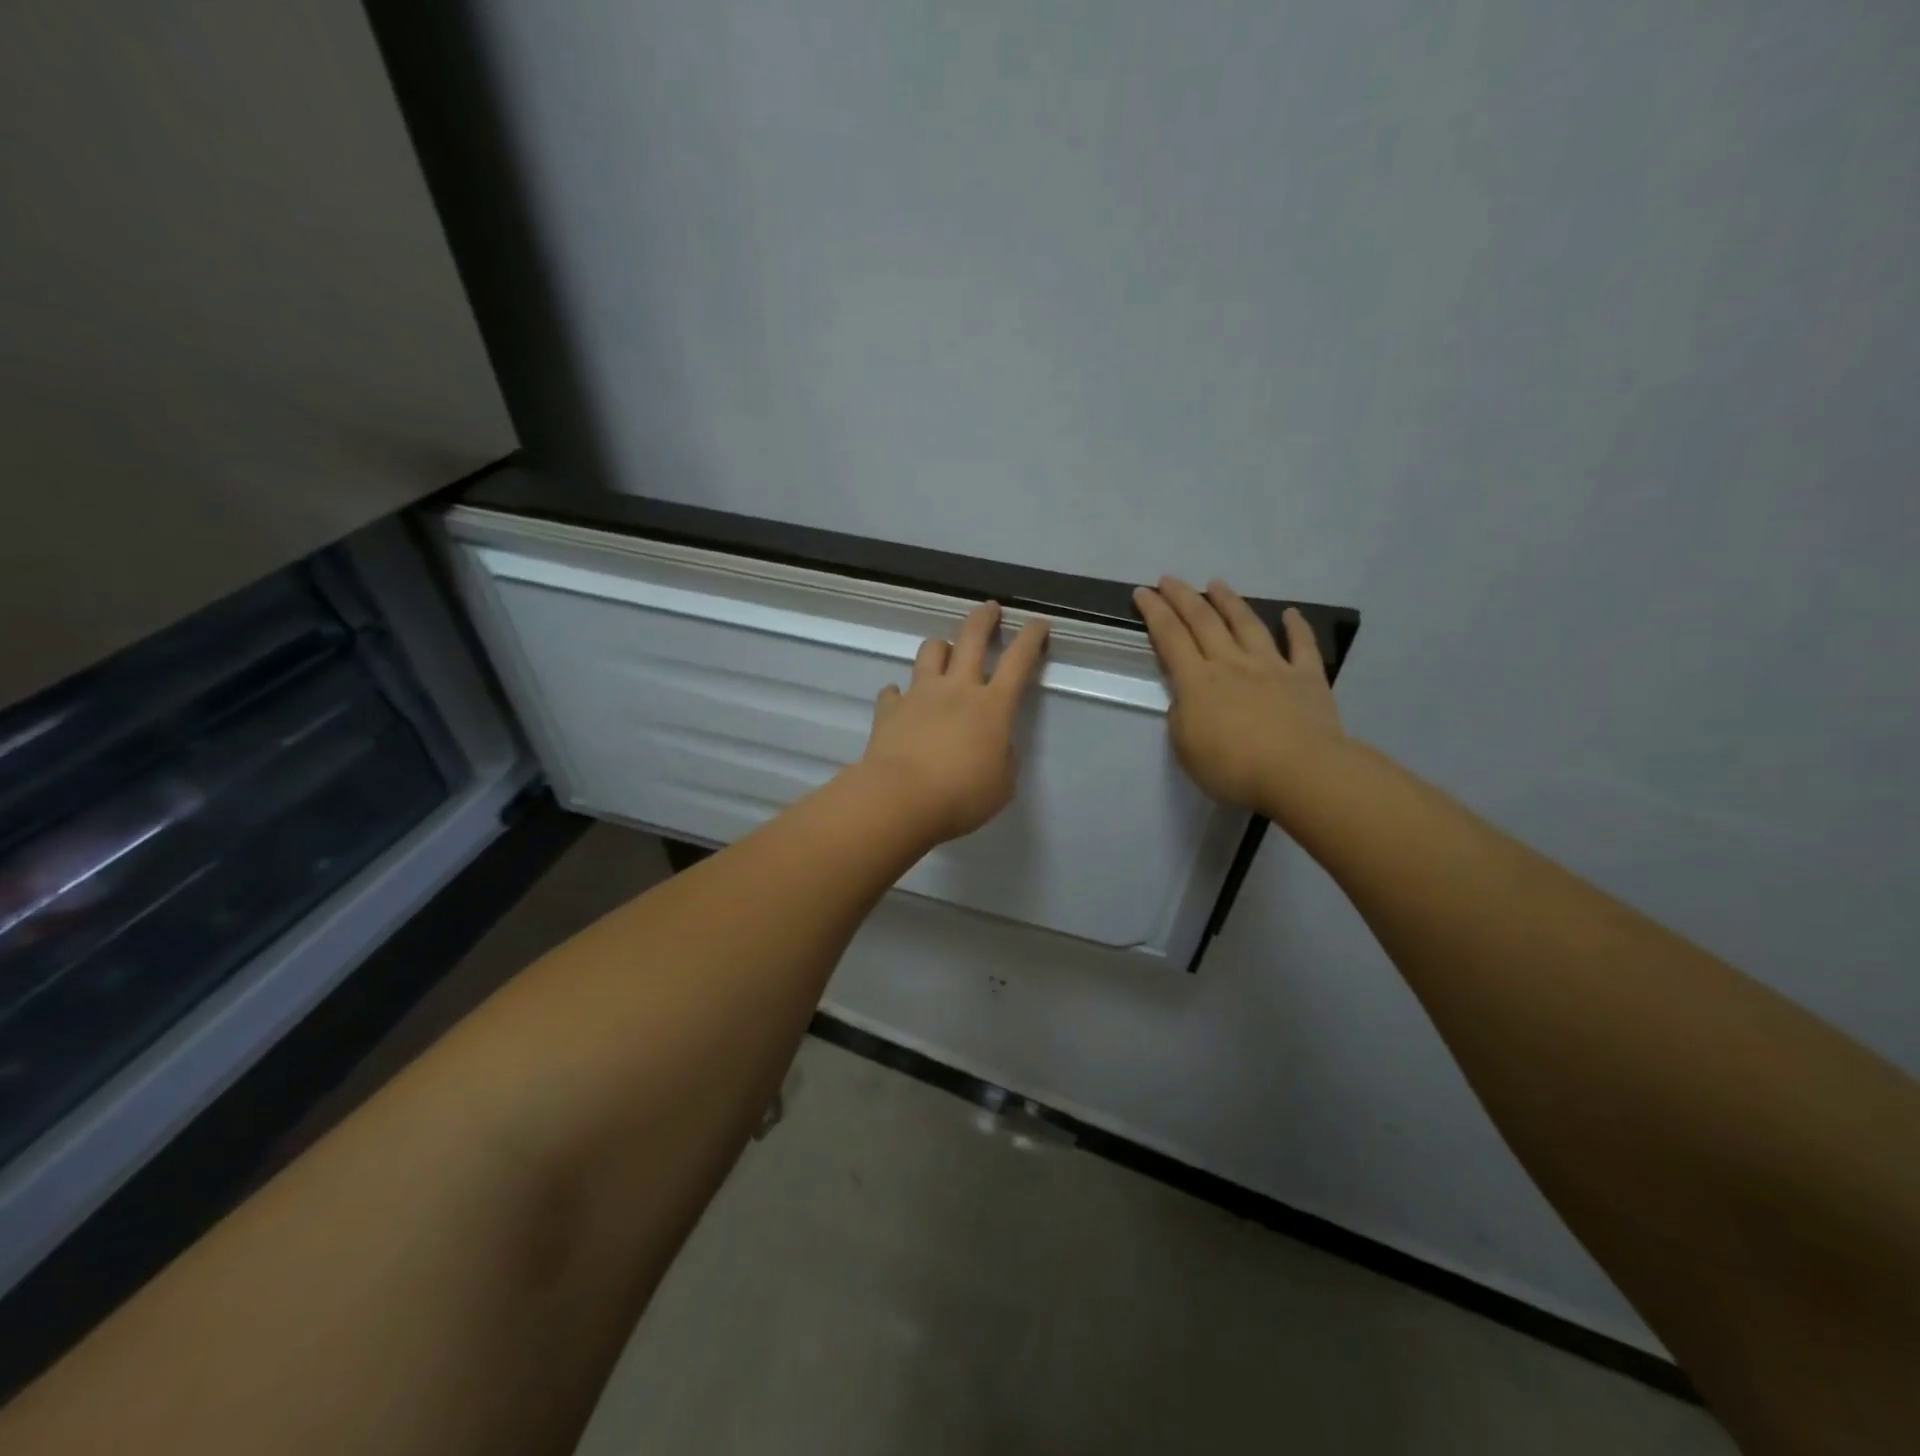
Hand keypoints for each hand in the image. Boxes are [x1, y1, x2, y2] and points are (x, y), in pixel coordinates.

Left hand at [857, 601, 1050, 842]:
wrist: (900, 799)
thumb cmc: (961, 796)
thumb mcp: (1002, 784)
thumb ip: (1003, 758)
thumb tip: (994, 744)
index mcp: (992, 706)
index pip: (1018, 661)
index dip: (1031, 638)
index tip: (1038, 622)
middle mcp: (956, 689)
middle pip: (971, 638)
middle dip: (984, 618)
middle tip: (990, 608)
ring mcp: (920, 695)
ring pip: (930, 652)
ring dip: (940, 646)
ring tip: (944, 651)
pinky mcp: (889, 709)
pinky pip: (894, 691)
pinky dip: (899, 693)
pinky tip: (900, 700)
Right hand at [1133, 576, 1344, 810]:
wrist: (1299, 772)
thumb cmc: (1233, 767)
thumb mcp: (1186, 749)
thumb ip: (1182, 716)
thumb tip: (1188, 697)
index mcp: (1198, 681)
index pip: (1170, 638)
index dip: (1154, 613)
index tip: (1143, 592)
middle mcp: (1231, 663)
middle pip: (1203, 621)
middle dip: (1183, 597)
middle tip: (1169, 579)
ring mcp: (1272, 666)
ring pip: (1247, 624)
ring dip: (1229, 601)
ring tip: (1217, 583)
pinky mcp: (1306, 677)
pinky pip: (1301, 646)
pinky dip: (1296, 627)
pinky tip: (1290, 613)